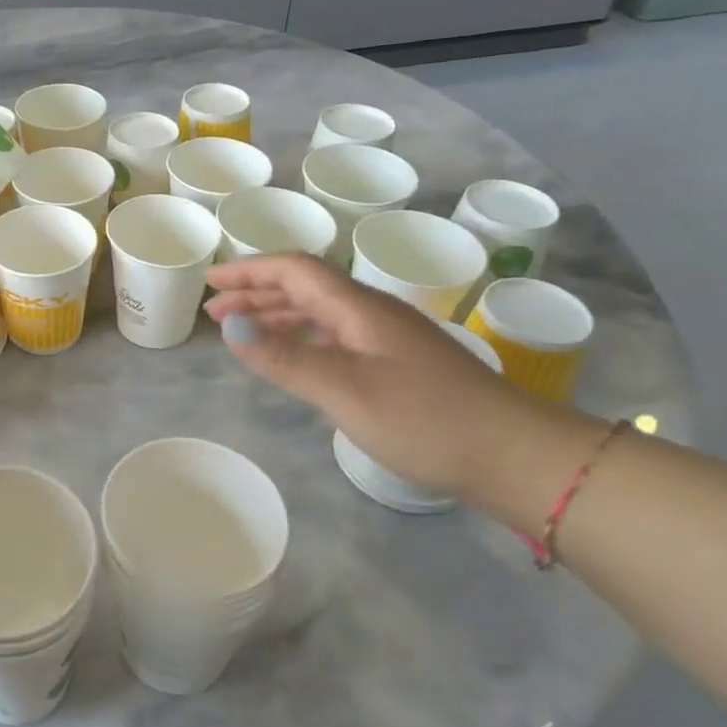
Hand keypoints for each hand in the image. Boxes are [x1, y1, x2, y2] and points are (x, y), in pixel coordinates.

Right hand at [205, 254, 558, 502]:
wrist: (515, 457)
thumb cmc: (426, 420)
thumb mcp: (345, 391)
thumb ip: (285, 358)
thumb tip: (229, 328)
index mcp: (359, 307)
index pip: (294, 270)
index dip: (249, 270)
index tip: (210, 282)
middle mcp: (372, 313)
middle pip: (305, 287)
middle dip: (255, 293)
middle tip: (214, 312)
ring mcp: (387, 338)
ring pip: (320, 312)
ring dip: (276, 315)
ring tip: (241, 332)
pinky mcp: (398, 364)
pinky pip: (334, 336)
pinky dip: (302, 338)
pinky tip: (292, 357)